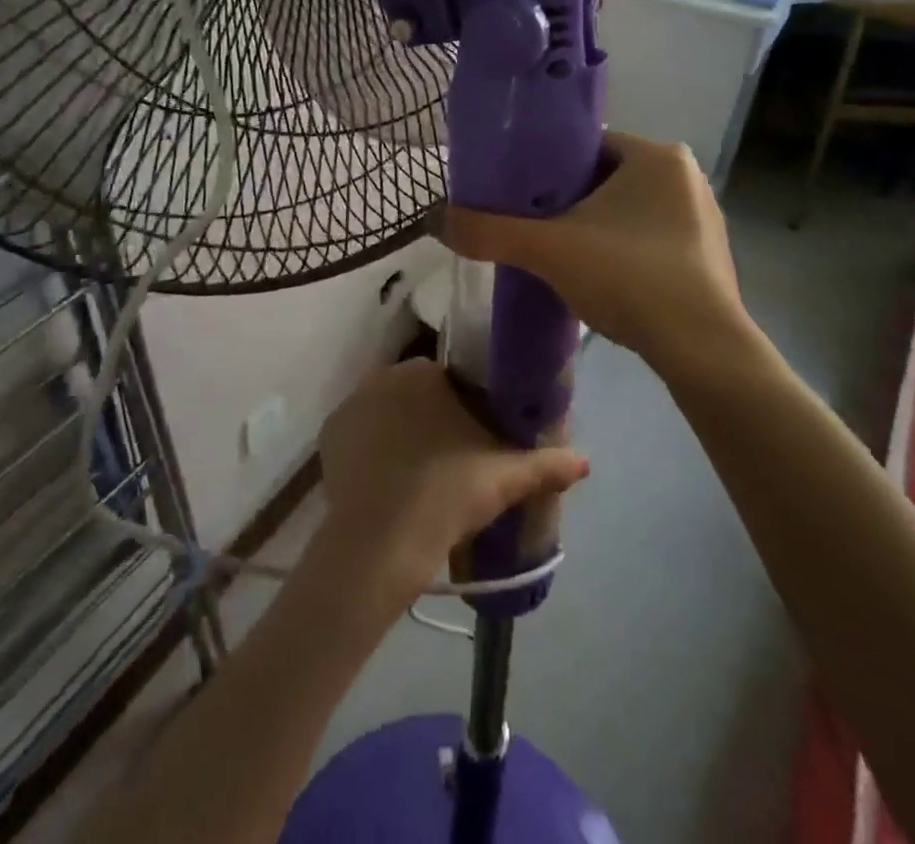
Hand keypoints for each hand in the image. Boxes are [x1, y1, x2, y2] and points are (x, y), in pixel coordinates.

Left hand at [317, 361, 588, 600]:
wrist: (381, 541)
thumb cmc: (447, 494)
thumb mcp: (503, 479)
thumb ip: (546, 465)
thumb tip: (585, 461)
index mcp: (425, 373)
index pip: (451, 379)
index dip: (466, 406)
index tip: (475, 437)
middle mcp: (384, 376)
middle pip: (417, 393)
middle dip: (432, 416)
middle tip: (451, 459)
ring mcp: (352, 403)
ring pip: (387, 411)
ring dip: (401, 430)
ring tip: (418, 473)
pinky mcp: (330, 433)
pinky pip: (359, 432)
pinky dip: (371, 448)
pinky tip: (386, 479)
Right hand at [442, 132, 759, 385]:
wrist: (702, 351)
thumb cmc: (628, 277)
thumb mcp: (546, 250)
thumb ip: (487, 231)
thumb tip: (432, 219)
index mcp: (656, 155)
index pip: (585, 146)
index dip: (544, 168)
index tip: (516, 194)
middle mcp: (685, 177)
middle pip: (604, 178)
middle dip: (566, 202)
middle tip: (530, 227)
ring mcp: (703, 218)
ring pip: (627, 212)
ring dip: (593, 229)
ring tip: (558, 255)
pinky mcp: (709, 257)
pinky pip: (650, 240)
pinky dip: (621, 252)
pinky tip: (599, 280)